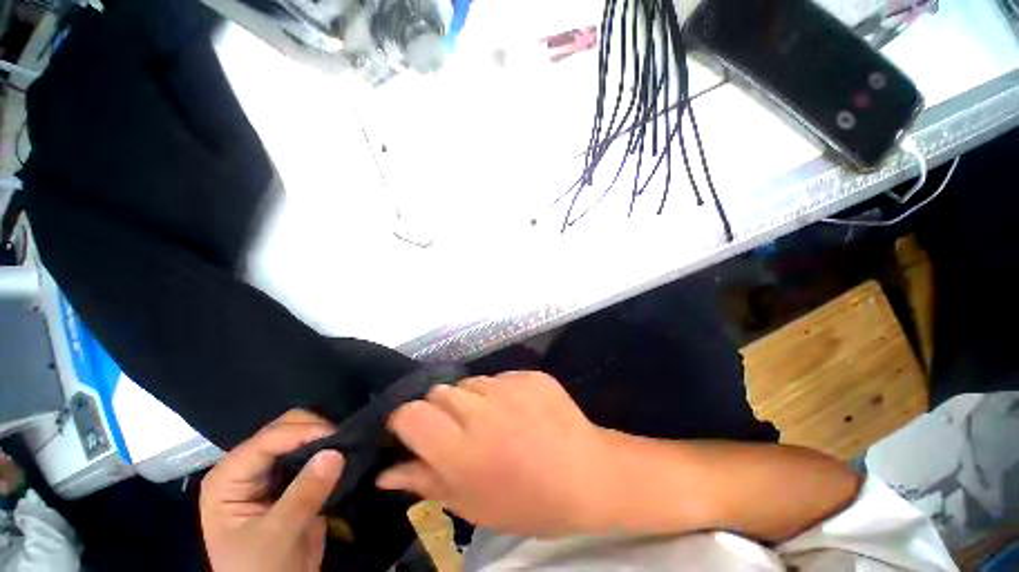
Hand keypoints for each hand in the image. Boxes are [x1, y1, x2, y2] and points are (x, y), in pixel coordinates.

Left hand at [200, 410, 344, 571]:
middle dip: (315, 430)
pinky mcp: (293, 478)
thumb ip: (304, 494)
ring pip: (302, 436)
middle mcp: (248, 467)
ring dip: (325, 437)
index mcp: (229, 477)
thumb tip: (336, 452)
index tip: (338, 436)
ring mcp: (271, 472)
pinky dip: (330, 448)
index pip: (266, 441)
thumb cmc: (260, 570)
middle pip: (283, 429)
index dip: (302, 433)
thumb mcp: (277, 536)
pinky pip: (314, 451)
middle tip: (346, 440)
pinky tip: (346, 451)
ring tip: (350, 442)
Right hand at [376, 372, 609, 536]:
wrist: (588, 474)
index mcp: (461, 449)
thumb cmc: (529, 502)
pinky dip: (498, 392)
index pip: (411, 413)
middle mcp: (481, 409)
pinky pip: (499, 377)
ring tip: (490, 421)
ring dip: (469, 400)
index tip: (411, 433)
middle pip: (438, 392)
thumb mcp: (472, 505)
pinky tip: (516, 411)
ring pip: (469, 382)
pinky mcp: (529, 374)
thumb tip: (385, 473)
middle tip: (457, 432)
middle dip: (438, 411)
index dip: (404, 420)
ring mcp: (508, 386)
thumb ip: (425, 482)